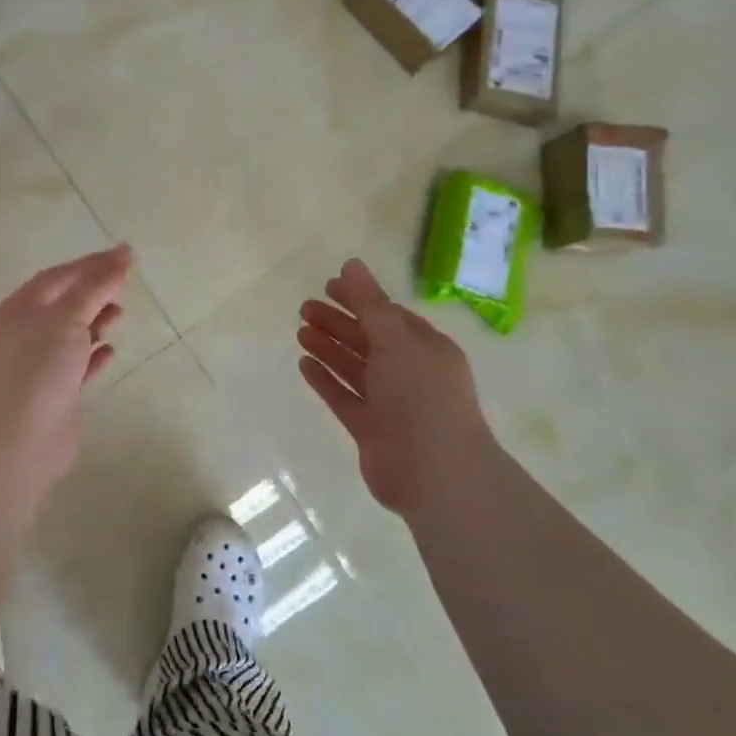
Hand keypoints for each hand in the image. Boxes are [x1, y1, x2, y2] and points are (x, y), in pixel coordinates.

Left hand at [0, 245, 130, 484]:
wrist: (15, 440)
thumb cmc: (38, 368)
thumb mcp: (67, 317)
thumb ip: (95, 286)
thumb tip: (122, 254)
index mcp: (21, 308)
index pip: (60, 276)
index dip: (92, 264)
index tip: (126, 257)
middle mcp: (25, 332)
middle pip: (64, 304)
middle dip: (93, 293)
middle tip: (124, 290)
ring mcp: (37, 365)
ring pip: (70, 335)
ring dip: (95, 323)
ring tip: (119, 317)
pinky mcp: (53, 395)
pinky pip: (76, 367)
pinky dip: (93, 356)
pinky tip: (110, 352)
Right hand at [296, 258, 498, 513]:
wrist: (435, 472)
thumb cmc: (421, 396)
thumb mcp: (396, 340)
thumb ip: (370, 303)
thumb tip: (351, 263)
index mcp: (426, 349)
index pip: (389, 316)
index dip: (360, 299)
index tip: (328, 286)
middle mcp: (410, 373)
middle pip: (369, 340)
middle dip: (339, 322)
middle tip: (304, 307)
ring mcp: (391, 404)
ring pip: (355, 368)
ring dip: (329, 348)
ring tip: (300, 331)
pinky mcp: (372, 430)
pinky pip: (345, 397)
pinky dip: (326, 380)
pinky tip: (304, 364)